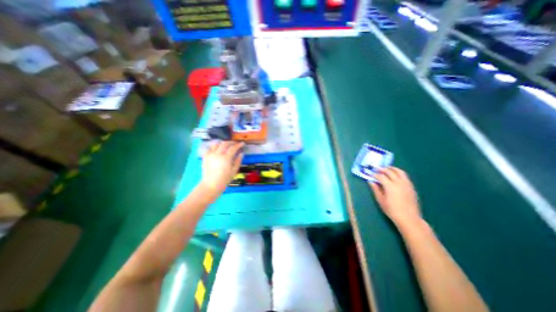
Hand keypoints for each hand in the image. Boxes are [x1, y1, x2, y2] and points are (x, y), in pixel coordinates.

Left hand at [200, 142, 243, 196]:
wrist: (211, 184)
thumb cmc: (225, 179)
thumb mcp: (234, 171)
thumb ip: (238, 161)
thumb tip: (241, 153)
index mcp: (226, 158)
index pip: (233, 148)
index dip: (238, 145)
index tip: (242, 143)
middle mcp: (218, 154)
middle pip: (225, 144)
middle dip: (231, 142)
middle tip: (235, 143)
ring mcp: (210, 155)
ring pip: (216, 144)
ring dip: (222, 143)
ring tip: (226, 145)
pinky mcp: (205, 157)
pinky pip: (210, 148)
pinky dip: (214, 147)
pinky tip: (217, 149)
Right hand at [368, 167, 421, 227]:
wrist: (409, 218)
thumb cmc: (392, 210)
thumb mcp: (380, 200)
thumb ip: (376, 189)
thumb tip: (370, 181)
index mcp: (390, 186)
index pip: (381, 176)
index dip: (375, 174)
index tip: (371, 174)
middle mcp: (399, 183)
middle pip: (390, 172)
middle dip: (382, 169)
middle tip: (377, 168)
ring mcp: (406, 184)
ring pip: (400, 172)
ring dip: (392, 169)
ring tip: (387, 168)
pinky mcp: (411, 187)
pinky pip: (405, 176)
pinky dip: (399, 173)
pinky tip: (395, 176)